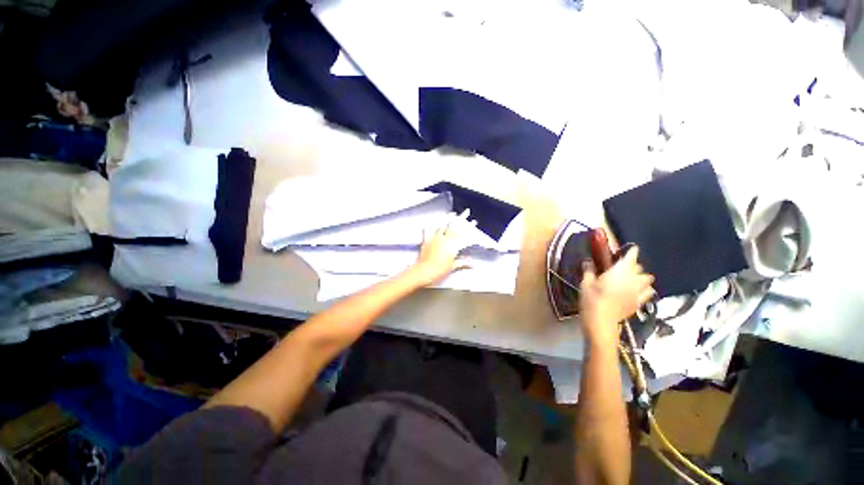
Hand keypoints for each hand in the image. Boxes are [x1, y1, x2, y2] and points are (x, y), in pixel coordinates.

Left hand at [411, 211, 472, 285]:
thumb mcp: (452, 266)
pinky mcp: (427, 240)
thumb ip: (462, 262)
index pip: (463, 234)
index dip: (469, 227)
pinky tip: (432, 221)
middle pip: (454, 226)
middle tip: (466, 212)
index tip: (474, 222)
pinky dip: (431, 225)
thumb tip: (471, 263)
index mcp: (452, 245)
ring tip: (452, 213)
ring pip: (442, 225)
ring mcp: (435, 238)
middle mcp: (444, 239)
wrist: (424, 271)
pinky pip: (429, 230)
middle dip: (461, 218)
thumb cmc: (439, 270)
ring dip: (448, 218)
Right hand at [579, 246, 654, 344]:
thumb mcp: (585, 283)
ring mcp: (638, 292)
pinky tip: (637, 291)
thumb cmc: (591, 299)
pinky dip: (645, 289)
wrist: (601, 321)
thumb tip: (588, 261)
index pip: (631, 257)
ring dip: (642, 277)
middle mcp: (632, 279)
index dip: (632, 251)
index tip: (631, 249)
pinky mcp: (639, 303)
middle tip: (622, 267)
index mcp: (619, 271)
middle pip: (639, 268)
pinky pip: (649, 292)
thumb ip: (588, 270)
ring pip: (648, 280)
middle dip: (633, 266)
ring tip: (633, 279)